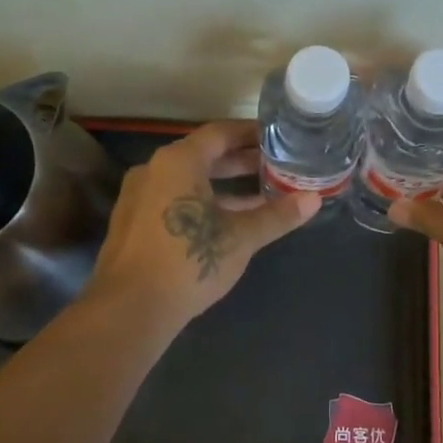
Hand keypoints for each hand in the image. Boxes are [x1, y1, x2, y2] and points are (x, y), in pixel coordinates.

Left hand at [86, 120, 318, 333]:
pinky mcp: (133, 223)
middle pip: (204, 155)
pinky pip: (174, 200)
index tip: (278, 140)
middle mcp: (154, 169)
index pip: (220, 133)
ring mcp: (139, 197)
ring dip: (223, 186)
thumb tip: (314, 199)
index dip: (251, 135)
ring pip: (188, 180)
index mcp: (178, 161)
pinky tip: (227, 223)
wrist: (128, 310)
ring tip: (260, 196)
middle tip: (276, 168)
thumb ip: (277, 215)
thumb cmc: (188, 261)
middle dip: (241, 162)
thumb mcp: (241, 238)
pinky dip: (202, 203)